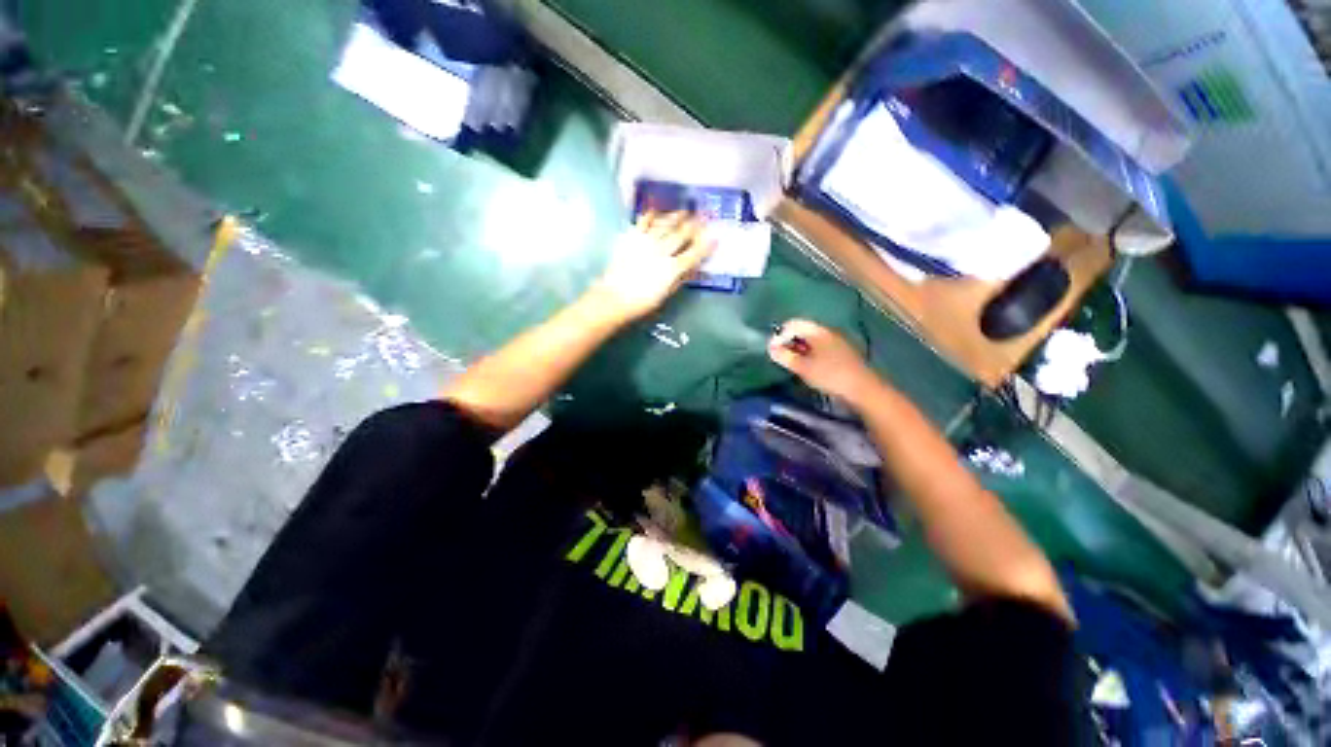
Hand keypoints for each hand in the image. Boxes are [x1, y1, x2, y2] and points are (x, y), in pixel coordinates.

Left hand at [591, 211, 714, 320]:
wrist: (614, 298)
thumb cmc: (642, 303)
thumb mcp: (666, 295)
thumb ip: (681, 280)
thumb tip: (695, 268)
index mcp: (672, 269)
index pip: (694, 254)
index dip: (706, 245)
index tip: (715, 237)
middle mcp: (662, 252)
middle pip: (681, 235)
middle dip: (694, 225)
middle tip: (704, 216)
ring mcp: (646, 243)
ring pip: (665, 225)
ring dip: (677, 217)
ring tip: (685, 211)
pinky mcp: (631, 238)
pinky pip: (643, 222)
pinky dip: (651, 215)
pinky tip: (656, 210)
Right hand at [768, 319, 881, 403]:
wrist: (863, 390)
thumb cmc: (830, 376)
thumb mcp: (803, 367)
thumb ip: (785, 356)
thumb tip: (770, 348)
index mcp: (818, 332)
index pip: (794, 324)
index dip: (780, 335)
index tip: (773, 350)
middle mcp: (828, 332)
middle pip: (803, 330)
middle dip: (789, 342)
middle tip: (782, 358)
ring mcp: (836, 342)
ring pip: (812, 340)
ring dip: (799, 349)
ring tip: (793, 364)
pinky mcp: (842, 353)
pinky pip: (820, 348)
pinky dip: (810, 354)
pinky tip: (808, 367)